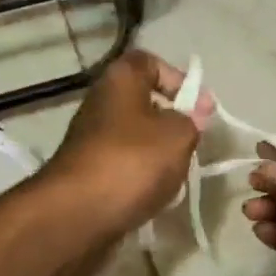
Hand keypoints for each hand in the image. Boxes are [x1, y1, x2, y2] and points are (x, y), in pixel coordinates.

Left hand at [43, 50, 205, 237]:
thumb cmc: (132, 161)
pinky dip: (138, 177)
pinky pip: (121, 165)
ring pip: (133, 137)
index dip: (176, 78)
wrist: (77, 213)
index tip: (197, 106)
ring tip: (174, 174)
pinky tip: (151, 194)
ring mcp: (89, 139)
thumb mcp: (177, 136)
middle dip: (169, 122)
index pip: (149, 62)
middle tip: (190, 142)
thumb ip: (193, 119)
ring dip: (156, 153)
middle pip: (141, 102)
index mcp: (119, 80)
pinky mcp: (86, 172)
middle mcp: (99, 103)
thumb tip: (198, 109)